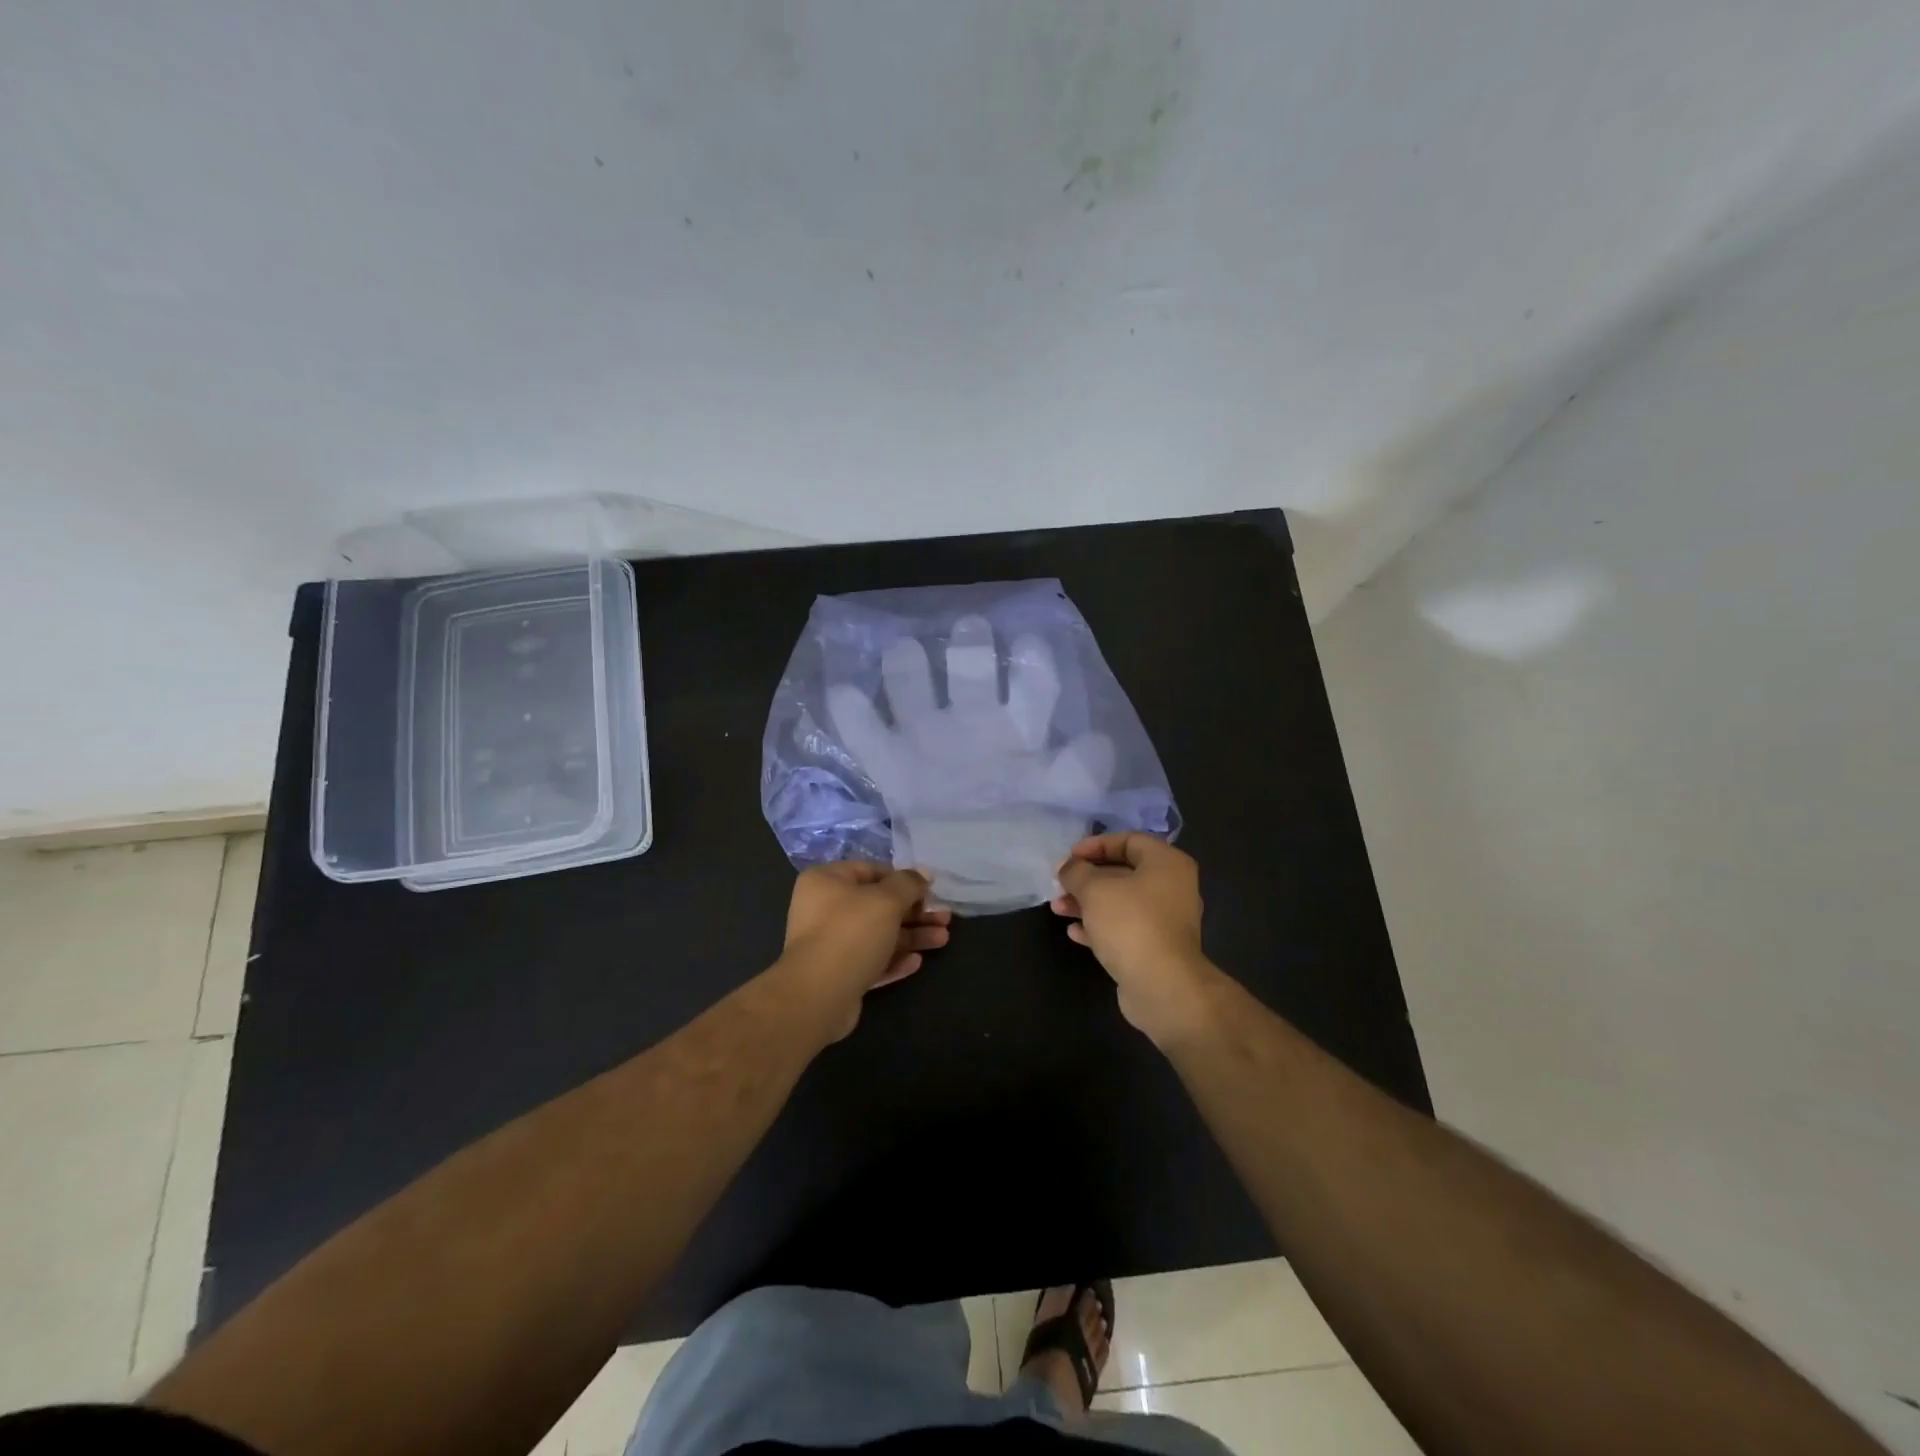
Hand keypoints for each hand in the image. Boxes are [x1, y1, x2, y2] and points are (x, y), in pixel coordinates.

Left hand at [781, 861, 950, 1041]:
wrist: (818, 995)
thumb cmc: (851, 933)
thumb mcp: (886, 900)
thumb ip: (908, 884)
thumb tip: (923, 874)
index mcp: (826, 881)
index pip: (871, 870)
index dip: (903, 878)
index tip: (930, 889)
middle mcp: (824, 909)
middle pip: (878, 905)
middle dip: (914, 912)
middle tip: (944, 917)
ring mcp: (830, 944)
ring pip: (878, 935)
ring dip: (911, 936)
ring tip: (943, 939)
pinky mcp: (839, 975)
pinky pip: (871, 961)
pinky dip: (894, 959)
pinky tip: (917, 962)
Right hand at [1052, 833, 1218, 1044]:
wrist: (1162, 987)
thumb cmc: (1130, 924)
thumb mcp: (1095, 889)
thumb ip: (1077, 872)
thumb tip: (1067, 866)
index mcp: (1166, 863)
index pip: (1129, 840)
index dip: (1096, 845)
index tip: (1070, 857)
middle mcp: (1172, 887)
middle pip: (1123, 872)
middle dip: (1087, 878)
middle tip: (1060, 884)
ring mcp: (1165, 920)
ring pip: (1121, 902)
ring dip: (1087, 903)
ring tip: (1057, 909)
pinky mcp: (1156, 948)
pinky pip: (1124, 928)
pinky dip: (1100, 927)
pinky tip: (1074, 932)